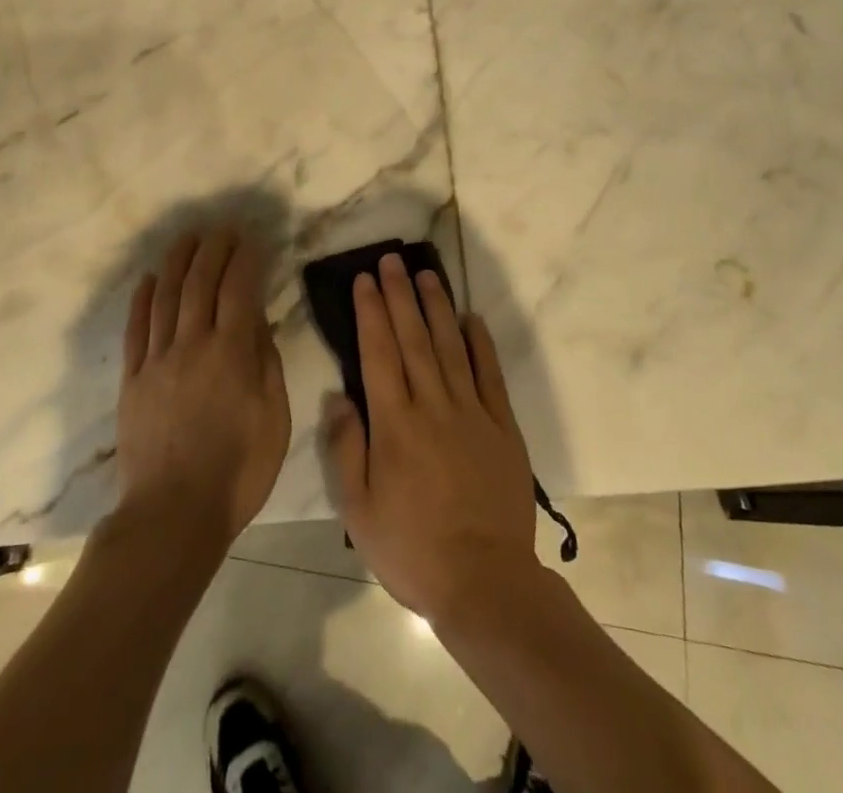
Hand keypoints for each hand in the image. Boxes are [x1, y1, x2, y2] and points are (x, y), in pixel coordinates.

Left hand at [115, 226, 289, 548]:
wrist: (174, 515)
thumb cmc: (238, 471)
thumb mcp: (274, 418)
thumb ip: (266, 363)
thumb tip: (257, 320)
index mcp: (231, 353)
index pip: (239, 289)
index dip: (246, 259)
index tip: (253, 240)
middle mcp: (192, 345)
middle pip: (200, 283)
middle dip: (213, 250)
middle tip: (223, 229)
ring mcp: (157, 360)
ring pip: (165, 297)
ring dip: (176, 262)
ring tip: (187, 238)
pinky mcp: (132, 380)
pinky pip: (135, 329)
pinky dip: (141, 300)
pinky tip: (146, 280)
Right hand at [321, 254, 539, 624]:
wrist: (485, 581)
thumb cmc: (412, 548)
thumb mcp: (359, 510)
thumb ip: (347, 448)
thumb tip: (339, 397)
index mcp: (395, 423)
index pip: (379, 353)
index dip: (371, 312)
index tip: (365, 280)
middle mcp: (432, 405)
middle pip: (413, 338)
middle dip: (399, 295)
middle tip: (391, 260)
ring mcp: (472, 412)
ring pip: (450, 346)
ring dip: (436, 307)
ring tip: (426, 274)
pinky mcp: (502, 426)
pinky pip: (490, 375)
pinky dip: (480, 343)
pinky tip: (471, 319)